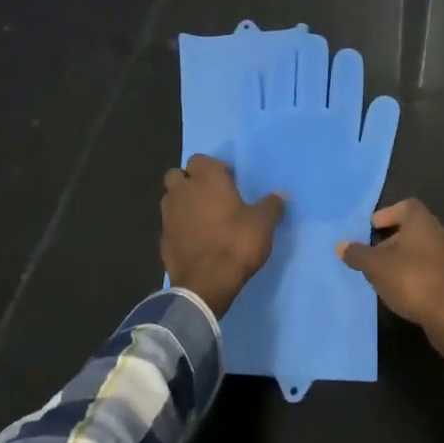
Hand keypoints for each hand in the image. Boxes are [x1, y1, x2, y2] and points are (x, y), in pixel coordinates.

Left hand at [161, 155, 283, 317]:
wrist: (206, 283)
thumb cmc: (236, 243)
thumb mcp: (263, 223)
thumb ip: (271, 205)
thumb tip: (281, 194)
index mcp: (207, 179)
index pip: (201, 159)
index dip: (214, 168)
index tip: (229, 181)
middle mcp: (182, 191)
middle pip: (178, 175)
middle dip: (191, 181)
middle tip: (212, 196)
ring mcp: (168, 215)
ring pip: (170, 198)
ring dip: (182, 202)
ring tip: (203, 216)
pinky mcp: (162, 239)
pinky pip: (170, 223)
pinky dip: (179, 226)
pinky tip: (195, 239)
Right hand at [338, 199, 443, 380]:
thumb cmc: (412, 280)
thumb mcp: (376, 267)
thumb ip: (358, 254)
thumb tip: (341, 245)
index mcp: (423, 222)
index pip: (406, 206)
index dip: (388, 213)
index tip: (373, 227)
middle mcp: (439, 233)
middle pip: (413, 228)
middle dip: (392, 239)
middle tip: (373, 253)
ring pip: (422, 249)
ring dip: (402, 257)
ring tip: (383, 274)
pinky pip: (429, 267)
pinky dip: (414, 272)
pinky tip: (401, 289)